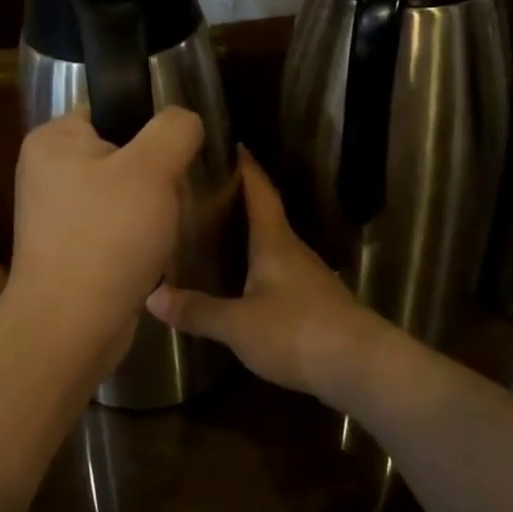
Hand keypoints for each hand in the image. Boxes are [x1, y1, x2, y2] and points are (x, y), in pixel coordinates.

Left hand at [7, 107, 205, 362]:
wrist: (71, 325)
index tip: (180, 152)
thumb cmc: (108, 236)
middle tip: (176, 193)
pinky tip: (152, 250)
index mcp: (54, 138)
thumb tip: (184, 119)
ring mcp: (56, 212)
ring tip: (167, 224)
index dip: (152, 125)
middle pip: (122, 150)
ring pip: (123, 191)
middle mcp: (47, 169)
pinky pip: (114, 225)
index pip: (113, 108)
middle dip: (156, 172)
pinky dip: (136, 234)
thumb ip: (174, 128)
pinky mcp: (69, 247)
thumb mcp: (152, 168)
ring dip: (150, 206)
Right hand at [147, 149, 393, 406]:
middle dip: (238, 202)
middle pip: (266, 217)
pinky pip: (279, 274)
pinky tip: (241, 284)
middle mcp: (294, 251)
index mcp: (275, 242)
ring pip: (273, 247)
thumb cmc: (296, 331)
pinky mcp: (315, 304)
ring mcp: (309, 278)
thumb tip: (152, 295)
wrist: (360, 367)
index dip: (247, 167)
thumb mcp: (238, 324)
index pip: (260, 192)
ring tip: (214, 237)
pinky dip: (258, 269)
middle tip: (203, 195)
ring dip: (248, 238)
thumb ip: (197, 310)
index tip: (232, 144)